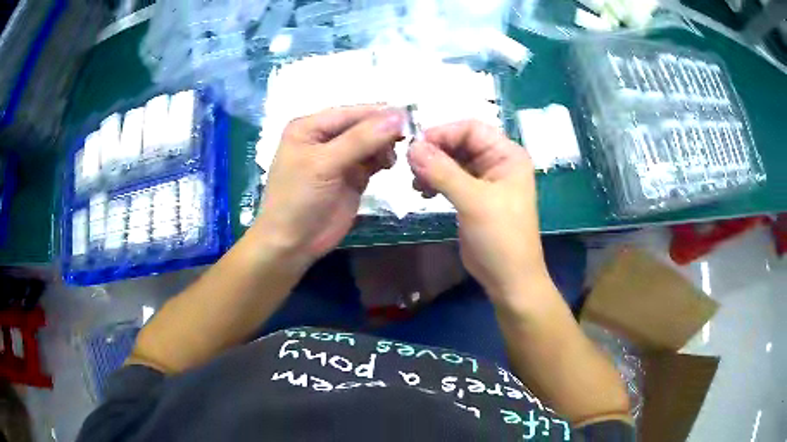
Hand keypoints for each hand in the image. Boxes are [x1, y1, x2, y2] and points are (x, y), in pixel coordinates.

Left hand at [253, 105, 404, 266]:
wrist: (293, 243)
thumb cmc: (299, 199)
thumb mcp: (324, 164)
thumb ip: (360, 139)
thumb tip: (397, 116)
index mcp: (310, 127)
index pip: (350, 113)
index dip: (378, 114)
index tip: (409, 117)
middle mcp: (325, 137)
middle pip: (363, 125)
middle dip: (384, 131)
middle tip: (406, 140)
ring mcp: (340, 157)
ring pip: (371, 142)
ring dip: (385, 146)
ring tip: (390, 161)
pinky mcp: (353, 176)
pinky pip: (373, 160)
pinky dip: (384, 160)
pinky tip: (388, 166)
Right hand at [408, 121, 548, 307]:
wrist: (508, 278)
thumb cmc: (500, 237)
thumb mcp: (473, 201)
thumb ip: (443, 172)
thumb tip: (412, 147)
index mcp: (507, 155)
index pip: (471, 128)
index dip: (443, 133)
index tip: (416, 147)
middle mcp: (497, 162)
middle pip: (460, 143)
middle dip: (435, 152)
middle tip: (411, 168)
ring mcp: (485, 179)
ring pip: (452, 160)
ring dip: (432, 167)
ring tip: (416, 184)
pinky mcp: (473, 196)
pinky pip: (450, 178)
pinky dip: (435, 181)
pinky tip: (423, 192)